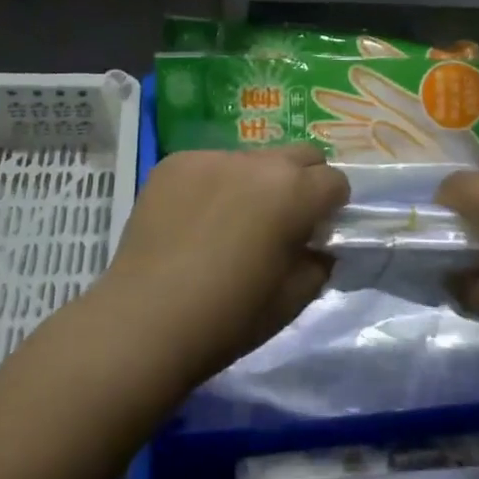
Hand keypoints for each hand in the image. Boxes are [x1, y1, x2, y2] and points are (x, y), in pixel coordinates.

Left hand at [95, 145, 347, 390]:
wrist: (144, 323)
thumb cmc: (229, 318)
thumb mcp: (293, 299)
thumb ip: (317, 262)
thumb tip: (316, 245)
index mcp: (294, 192)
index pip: (334, 181)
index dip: (331, 207)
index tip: (316, 231)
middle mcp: (257, 162)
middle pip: (299, 155)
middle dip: (302, 181)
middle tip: (282, 220)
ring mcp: (212, 157)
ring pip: (251, 159)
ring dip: (254, 182)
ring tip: (229, 222)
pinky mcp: (174, 163)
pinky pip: (209, 165)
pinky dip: (213, 185)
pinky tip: (192, 222)